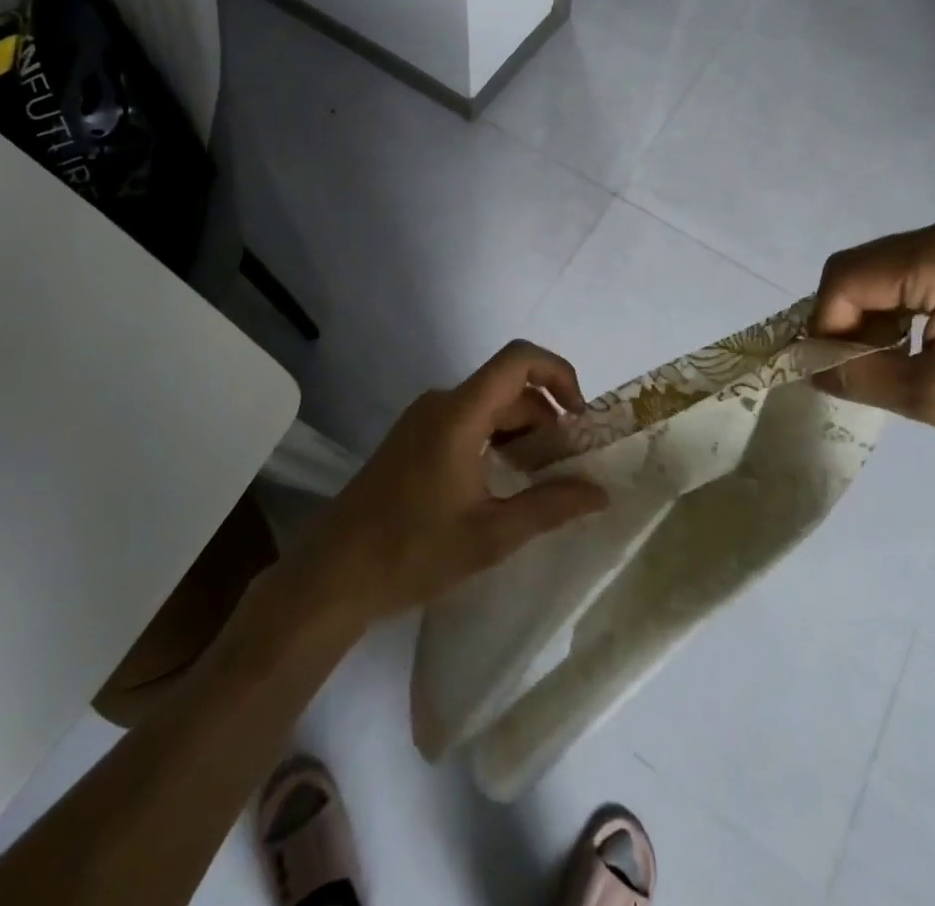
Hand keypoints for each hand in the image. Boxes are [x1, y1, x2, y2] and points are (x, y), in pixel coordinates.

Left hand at [297, 341, 608, 623]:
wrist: (333, 574)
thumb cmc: (412, 552)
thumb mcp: (491, 535)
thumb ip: (550, 507)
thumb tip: (601, 492)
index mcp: (459, 413)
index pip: (519, 360)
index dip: (559, 373)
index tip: (581, 417)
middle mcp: (441, 402)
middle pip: (508, 387)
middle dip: (547, 416)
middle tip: (570, 463)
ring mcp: (423, 418)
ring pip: (489, 405)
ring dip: (522, 431)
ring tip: (543, 477)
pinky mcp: (413, 436)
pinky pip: (468, 420)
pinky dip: (496, 438)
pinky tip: (505, 479)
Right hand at [812, 216, 934, 490]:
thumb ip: (860, 375)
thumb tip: (808, 366)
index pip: (847, 276)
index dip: (826, 323)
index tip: (831, 371)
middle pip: (862, 267)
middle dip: (846, 318)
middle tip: (857, 370)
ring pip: (885, 270)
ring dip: (871, 315)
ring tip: (887, 363)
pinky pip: (915, 274)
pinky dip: (899, 309)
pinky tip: (916, 346)